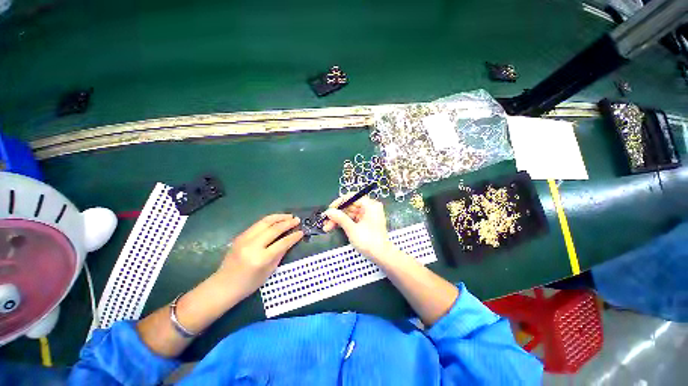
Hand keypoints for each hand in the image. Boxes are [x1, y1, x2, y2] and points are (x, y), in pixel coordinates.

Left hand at [218, 214, 303, 296]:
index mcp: (261, 259)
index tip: (301, 232)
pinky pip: (257, 224)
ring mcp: (244, 239)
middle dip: (287, 223)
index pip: (282, 243)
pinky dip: (269, 220)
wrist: (223, 286)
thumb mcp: (269, 271)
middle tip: (297, 220)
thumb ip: (281, 253)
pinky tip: (276, 220)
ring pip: (264, 222)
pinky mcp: (240, 236)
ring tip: (288, 216)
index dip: (293, 236)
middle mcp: (252, 246)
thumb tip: (291, 240)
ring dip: (278, 217)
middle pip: (273, 229)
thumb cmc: (249, 284)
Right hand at [323, 195, 395, 259]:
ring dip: (338, 219)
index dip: (339, 202)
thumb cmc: (368, 241)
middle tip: (325, 221)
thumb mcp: (352, 229)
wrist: (381, 256)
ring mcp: (367, 215)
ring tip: (327, 227)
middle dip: (337, 214)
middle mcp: (369, 208)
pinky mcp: (365, 223)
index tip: (330, 209)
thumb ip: (340, 218)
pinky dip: (344, 223)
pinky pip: (352, 219)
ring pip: (349, 213)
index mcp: (370, 205)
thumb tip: (328, 211)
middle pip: (349, 206)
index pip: (352, 197)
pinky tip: (334, 227)